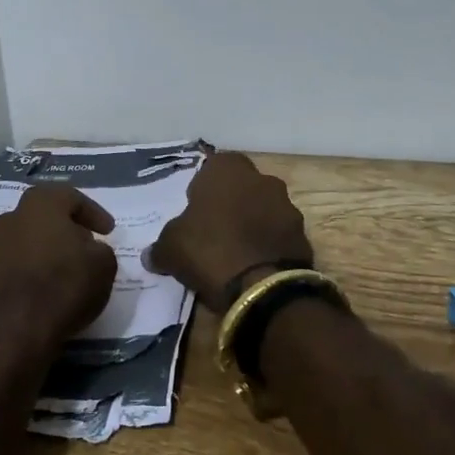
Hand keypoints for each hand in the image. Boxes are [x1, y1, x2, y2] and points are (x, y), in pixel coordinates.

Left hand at [0, 185, 118, 362]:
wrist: (16, 332)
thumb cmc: (64, 286)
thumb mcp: (104, 265)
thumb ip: (100, 249)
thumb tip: (88, 249)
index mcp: (40, 203)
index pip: (72, 198)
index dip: (94, 213)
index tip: (108, 231)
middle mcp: (10, 216)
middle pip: (44, 215)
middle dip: (65, 227)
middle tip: (84, 244)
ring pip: (24, 238)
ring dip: (43, 248)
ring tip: (61, 267)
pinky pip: (11, 262)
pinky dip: (26, 269)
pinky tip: (40, 286)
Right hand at [148, 152, 314, 312]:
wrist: (262, 288)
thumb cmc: (210, 250)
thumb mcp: (171, 248)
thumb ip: (161, 245)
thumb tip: (151, 254)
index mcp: (228, 170)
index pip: (214, 165)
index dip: (204, 186)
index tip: (195, 209)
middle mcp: (262, 178)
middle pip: (242, 185)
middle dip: (231, 203)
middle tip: (214, 230)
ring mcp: (287, 206)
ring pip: (264, 208)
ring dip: (253, 223)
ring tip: (235, 252)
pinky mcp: (303, 235)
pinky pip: (279, 234)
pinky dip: (269, 244)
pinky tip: (255, 266)